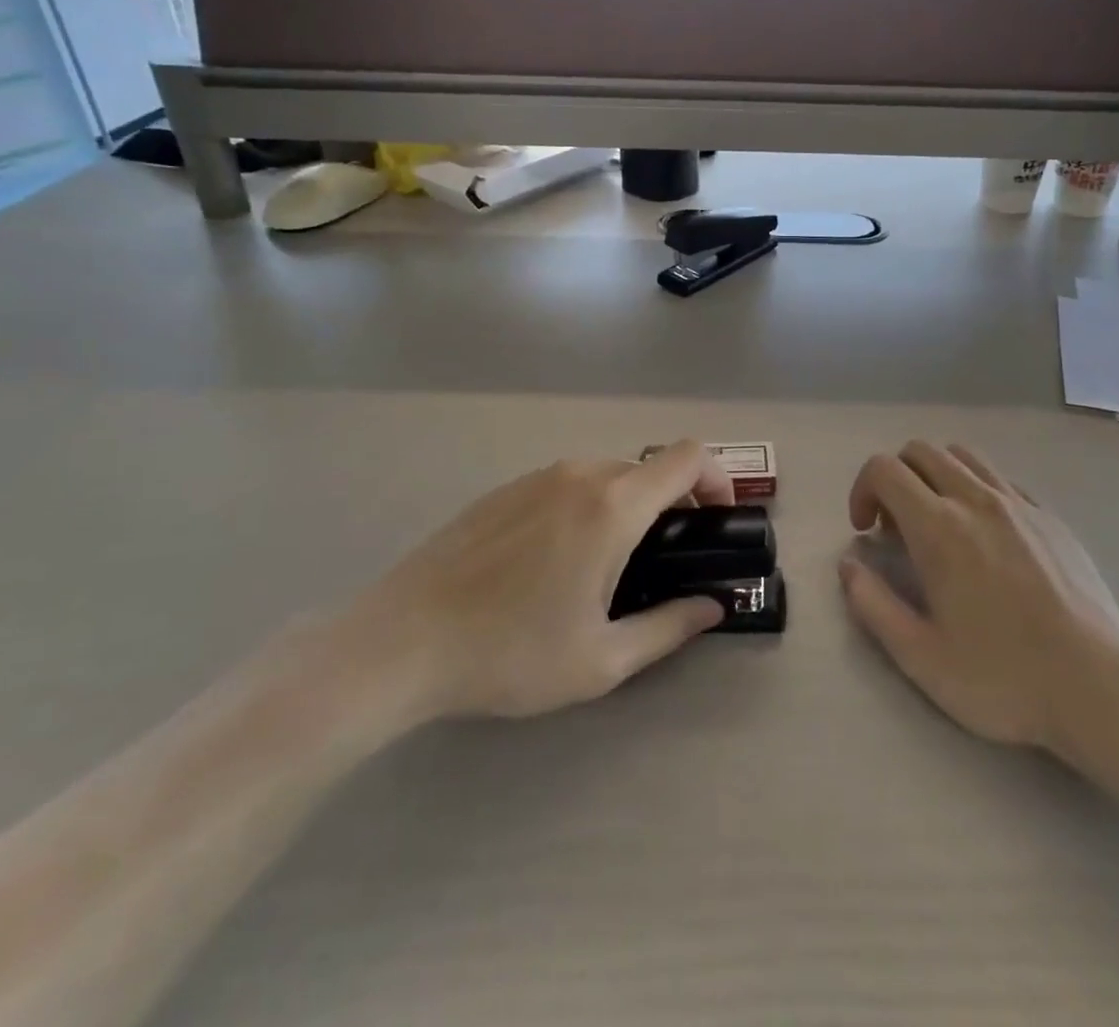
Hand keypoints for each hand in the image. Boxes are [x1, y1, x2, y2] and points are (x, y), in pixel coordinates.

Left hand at [337, 441, 732, 730]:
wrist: (400, 642)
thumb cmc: (510, 654)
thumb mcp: (601, 660)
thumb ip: (669, 627)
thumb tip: (712, 607)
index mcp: (612, 506)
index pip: (688, 458)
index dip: (718, 478)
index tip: (717, 520)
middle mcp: (579, 475)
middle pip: (649, 468)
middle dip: (672, 504)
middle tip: (664, 560)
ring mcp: (537, 477)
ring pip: (606, 475)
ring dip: (628, 506)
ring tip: (608, 567)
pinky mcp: (504, 489)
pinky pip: (566, 484)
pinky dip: (586, 506)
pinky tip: (555, 562)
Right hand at [838, 441, 1118, 776]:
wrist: (1099, 686)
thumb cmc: (1003, 677)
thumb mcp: (921, 657)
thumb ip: (873, 605)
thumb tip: (849, 565)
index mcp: (939, 527)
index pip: (884, 469)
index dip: (862, 490)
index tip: (866, 531)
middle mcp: (977, 499)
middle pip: (920, 451)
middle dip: (895, 479)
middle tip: (898, 530)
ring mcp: (1019, 504)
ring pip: (962, 456)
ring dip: (936, 477)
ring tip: (940, 526)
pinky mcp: (1050, 517)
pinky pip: (1000, 480)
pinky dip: (976, 490)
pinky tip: (987, 539)